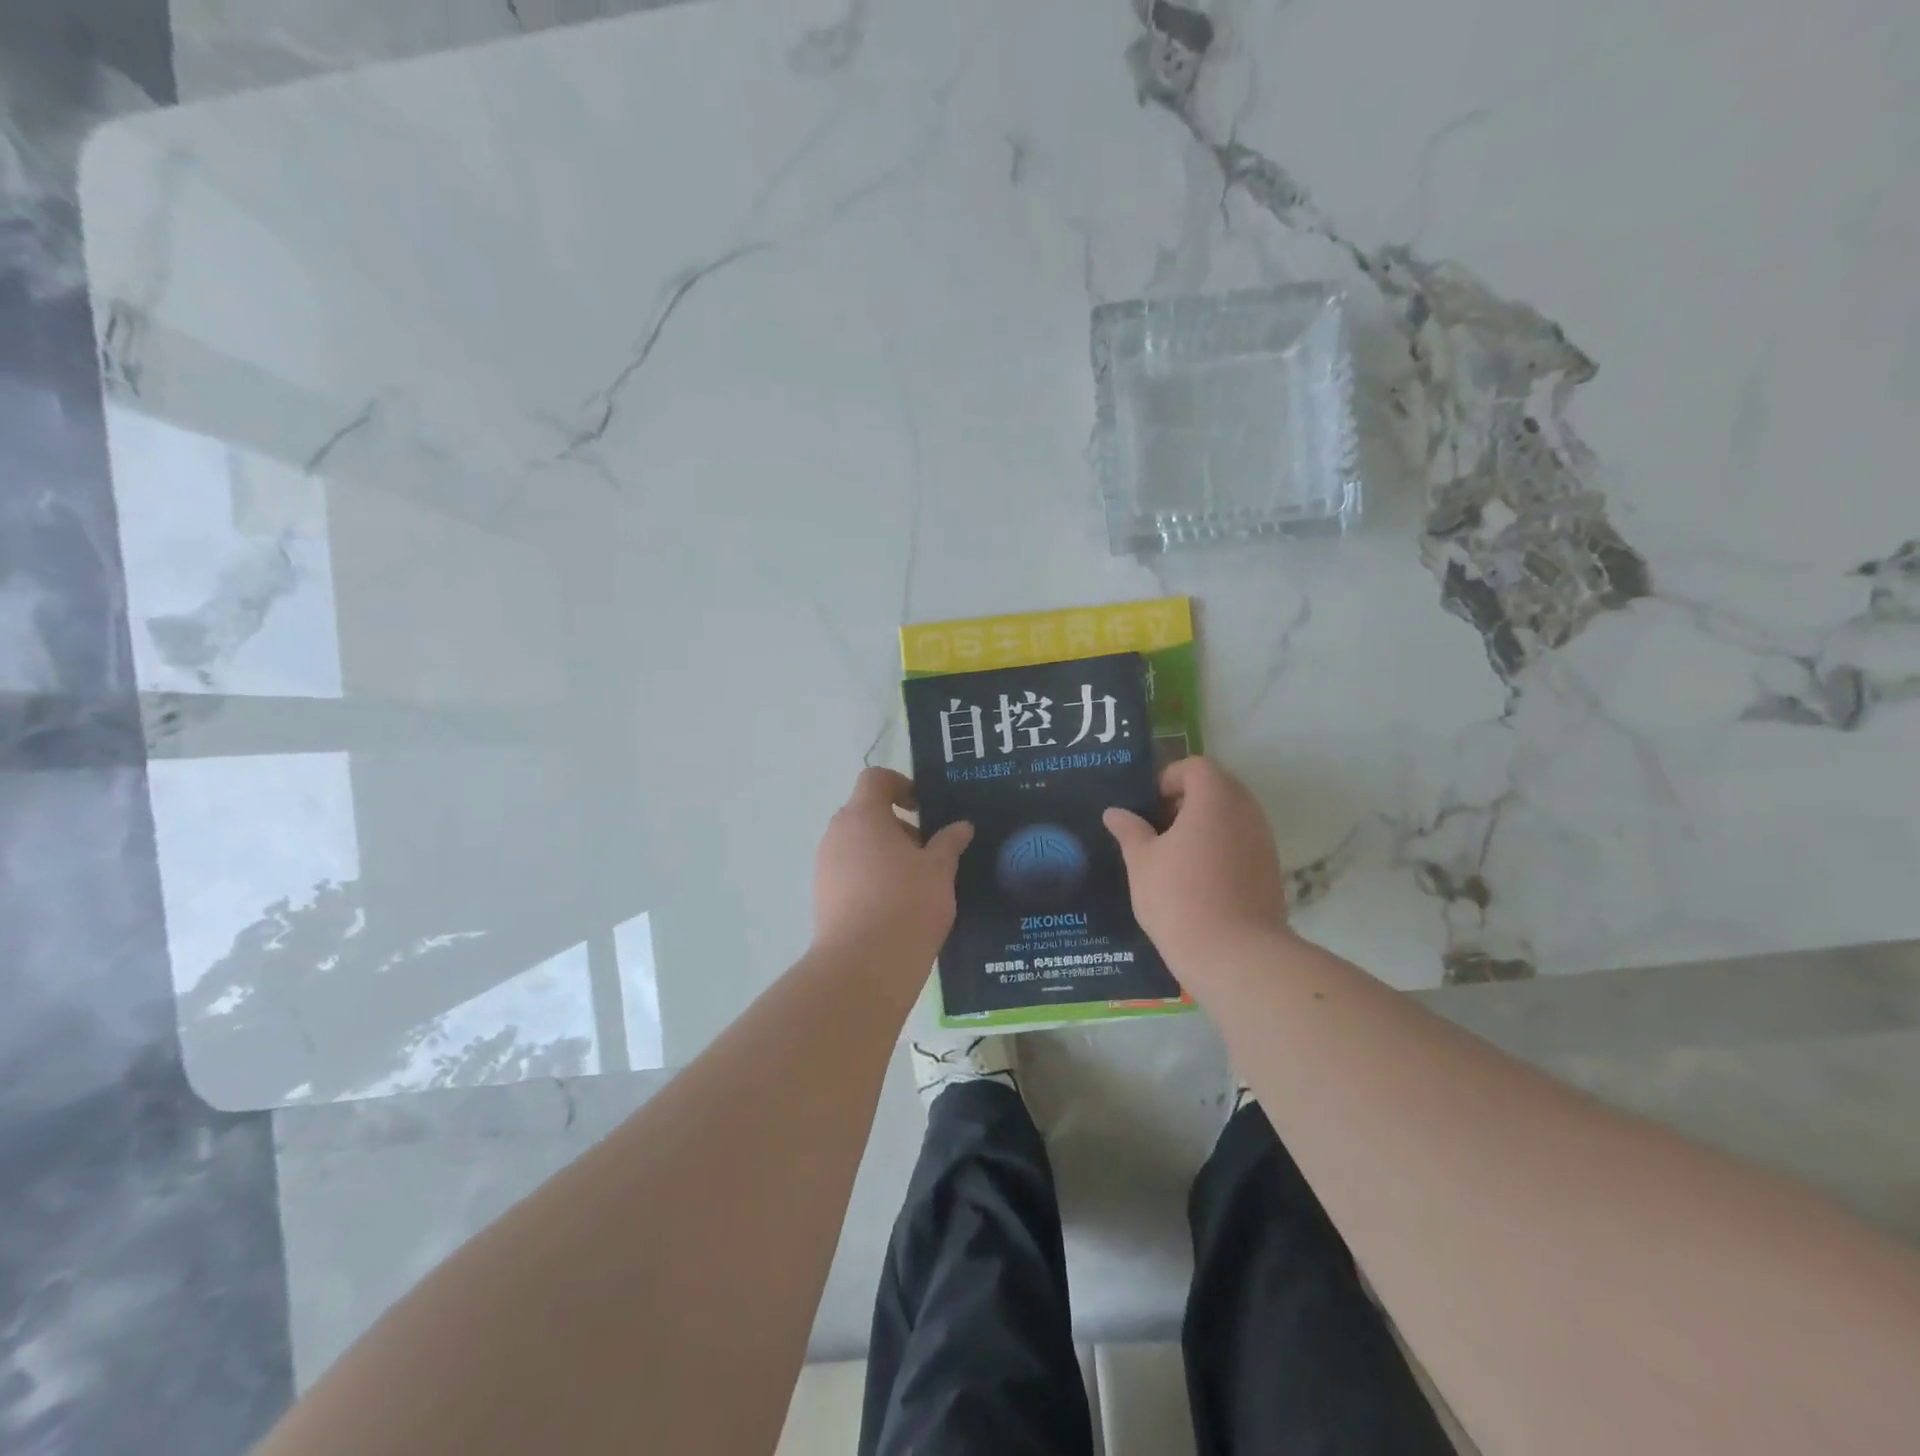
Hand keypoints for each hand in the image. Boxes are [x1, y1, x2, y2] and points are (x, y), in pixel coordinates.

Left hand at [813, 768, 972, 965]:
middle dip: (898, 826)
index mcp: (862, 816)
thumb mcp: (939, 870)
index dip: (900, 784)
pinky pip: (849, 875)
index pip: (875, 779)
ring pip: (857, 847)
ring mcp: (824, 867)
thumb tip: (961, 827)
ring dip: (885, 854)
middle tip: (929, 851)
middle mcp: (836, 835)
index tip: (923, 807)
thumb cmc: (906, 903)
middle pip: (865, 814)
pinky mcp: (822, 898)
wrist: (863, 966)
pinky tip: (897, 907)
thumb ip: (949, 843)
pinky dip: (871, 879)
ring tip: (917, 883)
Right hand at [1104, 757, 1288, 974]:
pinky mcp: (1270, 871)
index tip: (1148, 808)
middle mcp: (1246, 811)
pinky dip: (1219, 849)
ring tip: (1173, 857)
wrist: (1235, 956)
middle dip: (1185, 802)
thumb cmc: (1180, 898)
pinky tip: (1196, 880)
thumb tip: (1115, 812)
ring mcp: (1264, 841)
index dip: (1168, 779)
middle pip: (1217, 788)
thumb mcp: (1142, 862)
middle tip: (1156, 830)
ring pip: (1231, 817)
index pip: (1196, 767)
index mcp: (1215, 798)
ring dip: (1203, 826)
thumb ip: (1130, 831)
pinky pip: (1242, 844)